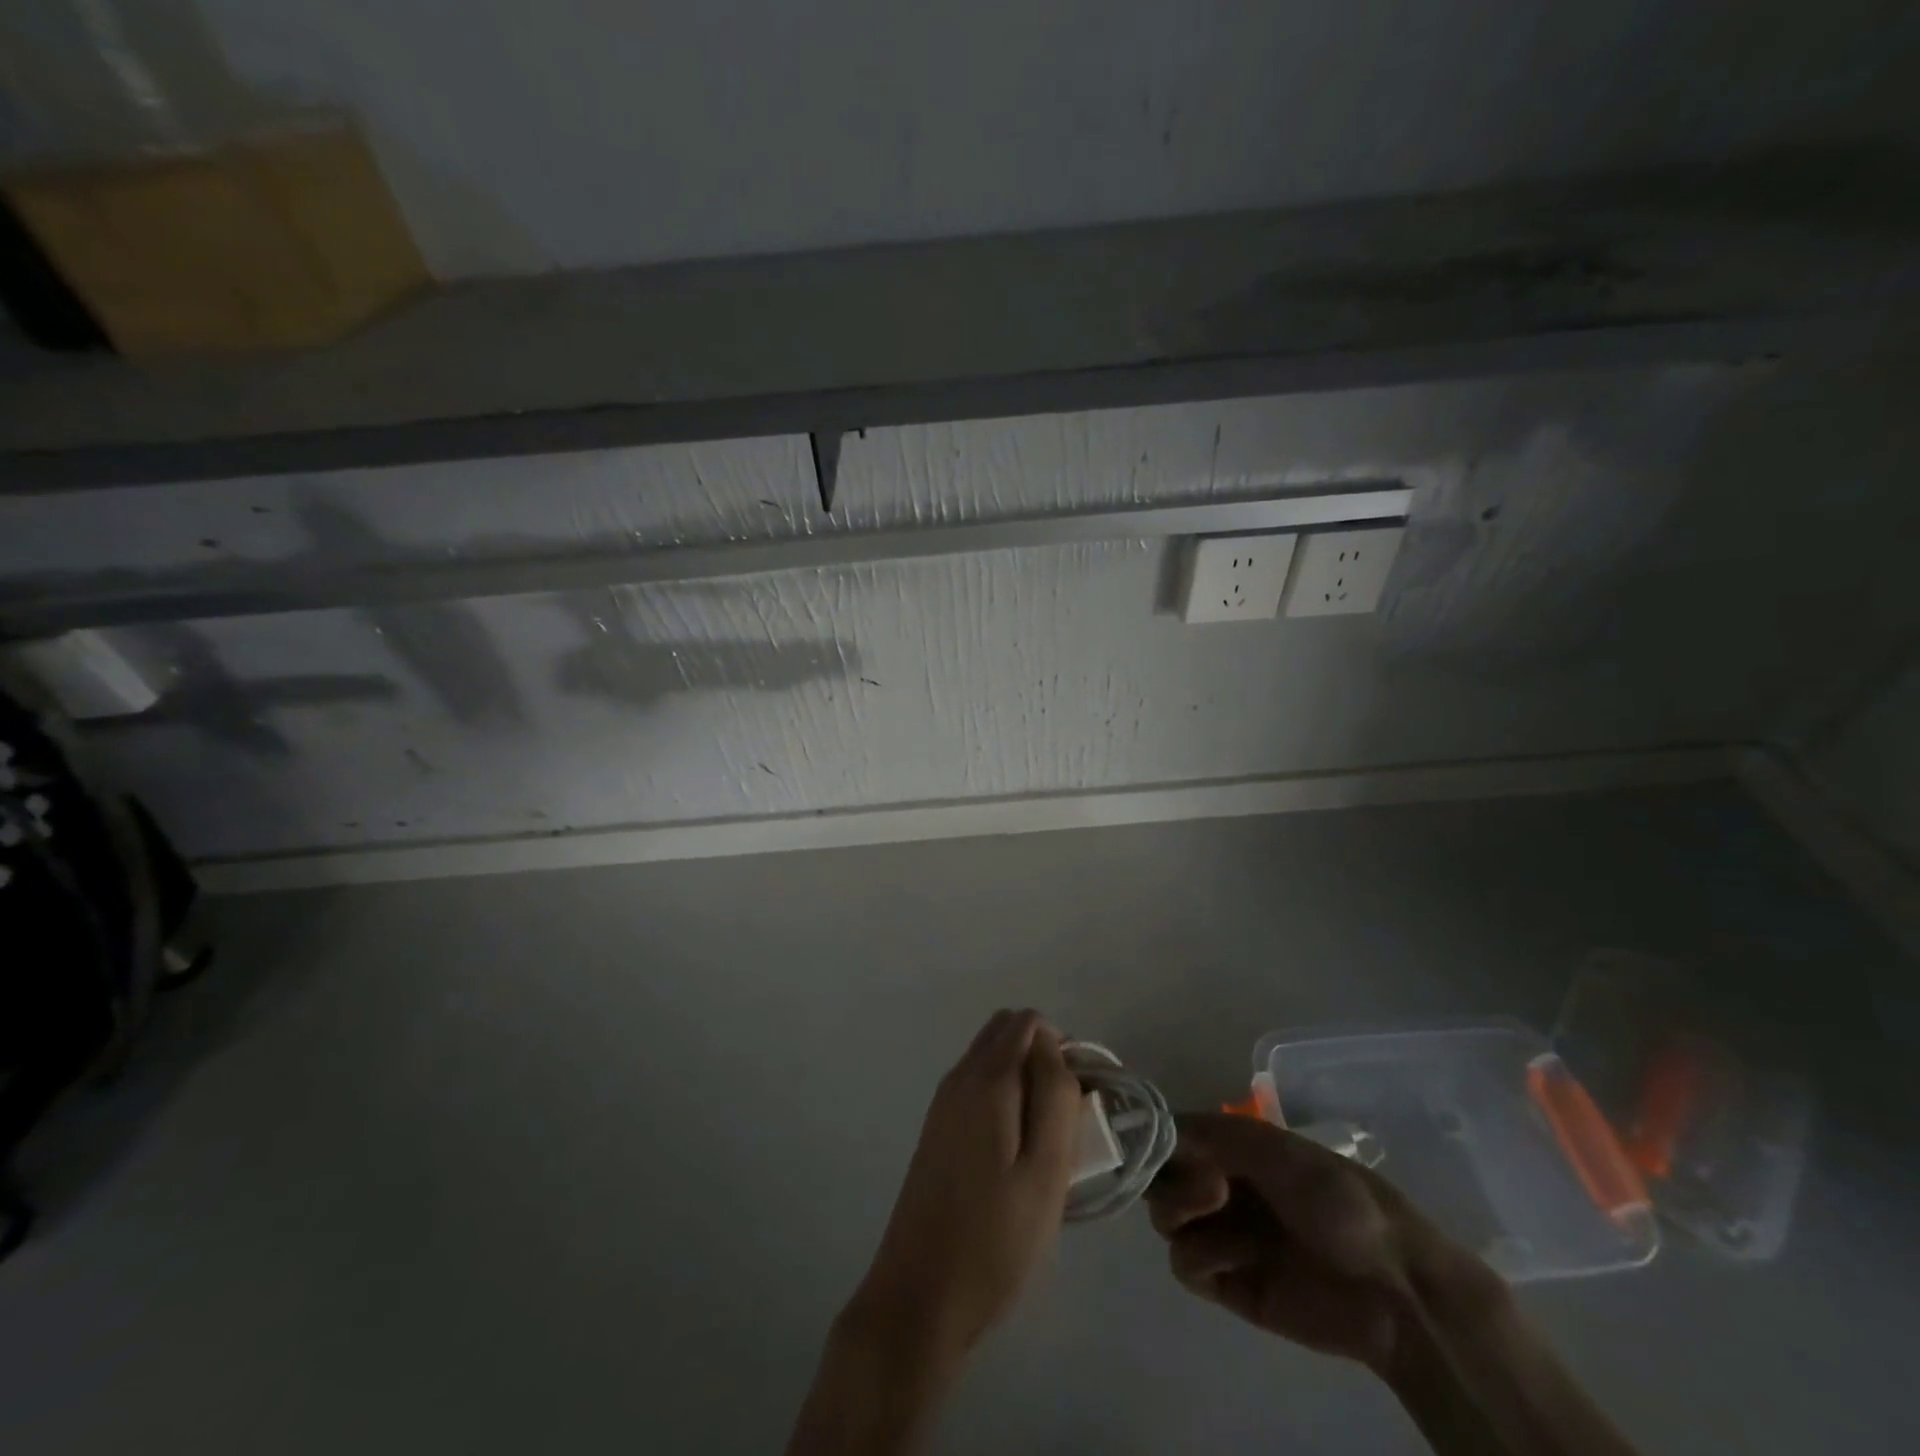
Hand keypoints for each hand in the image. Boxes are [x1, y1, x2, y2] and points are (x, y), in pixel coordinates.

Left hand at [846, 1009, 1082, 1361]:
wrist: (919, 1296)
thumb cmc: (994, 1239)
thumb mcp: (1046, 1170)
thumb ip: (1055, 1096)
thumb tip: (1054, 1047)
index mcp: (986, 1079)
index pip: (1028, 1022)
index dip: (1061, 1048)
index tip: (1079, 1100)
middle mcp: (959, 1078)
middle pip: (1006, 1032)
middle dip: (1042, 1057)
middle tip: (1066, 1118)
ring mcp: (943, 1103)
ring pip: (991, 1059)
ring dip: (1024, 1079)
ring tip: (1046, 1143)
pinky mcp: (937, 1130)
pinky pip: (976, 1087)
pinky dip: (1003, 1098)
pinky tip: (1016, 1156)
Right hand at [1146, 1113, 1499, 1373]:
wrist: (1390, 1288)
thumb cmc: (1337, 1200)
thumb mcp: (1276, 1150)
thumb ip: (1212, 1134)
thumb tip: (1155, 1127)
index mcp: (1231, 1149)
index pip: (1171, 1138)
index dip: (1156, 1141)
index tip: (1157, 1147)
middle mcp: (1219, 1187)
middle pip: (1160, 1180)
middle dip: (1172, 1181)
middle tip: (1211, 1189)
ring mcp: (1222, 1236)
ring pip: (1165, 1221)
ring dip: (1184, 1215)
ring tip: (1222, 1217)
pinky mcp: (1227, 1285)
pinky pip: (1185, 1267)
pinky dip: (1201, 1258)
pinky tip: (1237, 1260)